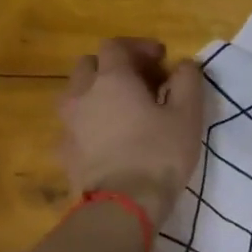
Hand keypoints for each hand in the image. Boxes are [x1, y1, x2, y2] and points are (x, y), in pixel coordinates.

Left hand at [61, 38, 205, 227]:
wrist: (123, 205)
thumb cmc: (160, 155)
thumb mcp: (187, 115)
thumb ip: (187, 82)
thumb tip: (184, 64)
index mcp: (112, 79)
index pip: (116, 46)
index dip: (138, 47)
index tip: (161, 59)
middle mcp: (82, 94)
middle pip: (89, 66)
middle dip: (112, 67)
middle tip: (139, 83)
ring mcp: (68, 124)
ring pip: (75, 95)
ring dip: (96, 94)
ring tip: (120, 111)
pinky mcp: (64, 152)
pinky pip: (73, 127)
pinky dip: (89, 124)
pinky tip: (106, 140)